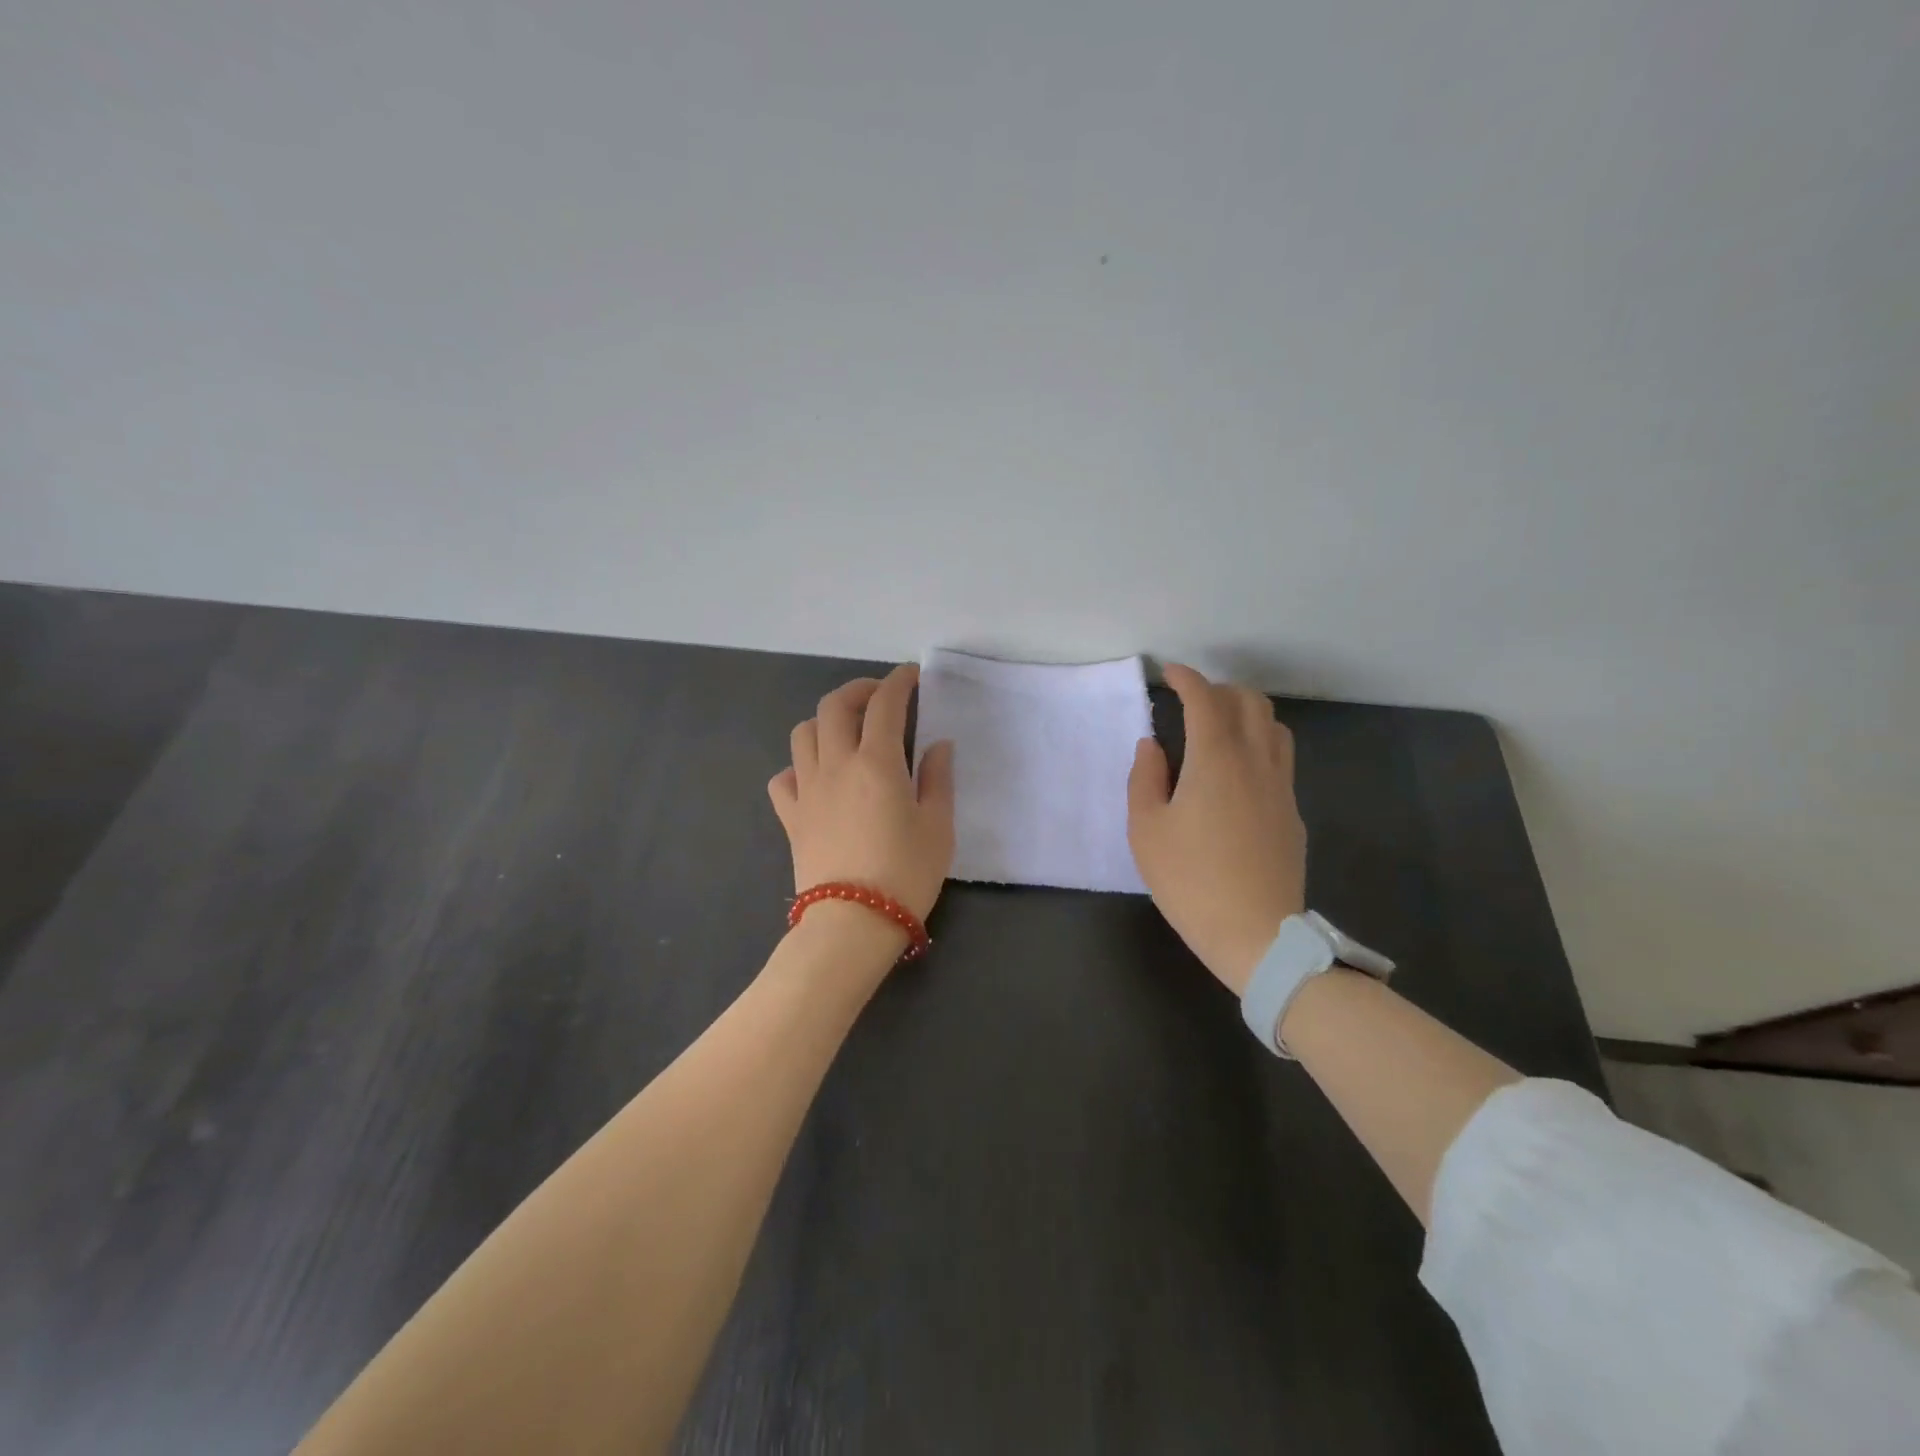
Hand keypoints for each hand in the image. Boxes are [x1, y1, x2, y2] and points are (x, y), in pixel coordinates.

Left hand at [769, 665, 956, 924]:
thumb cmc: (906, 873)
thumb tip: (937, 745)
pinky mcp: (791, 816)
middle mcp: (836, 764)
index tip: (911, 676)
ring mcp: (808, 789)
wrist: (853, 922)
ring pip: (803, 733)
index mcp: (877, 762)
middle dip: (858, 690)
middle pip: (834, 706)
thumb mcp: (939, 826)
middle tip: (879, 697)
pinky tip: (817, 777)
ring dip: (824, 721)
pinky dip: (799, 767)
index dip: (899, 682)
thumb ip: (938, 779)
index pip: (885, 704)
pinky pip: (784, 777)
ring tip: (845, 732)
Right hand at [1127, 664, 1305, 994]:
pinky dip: (1258, 743)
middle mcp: (1256, 761)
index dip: (1186, 678)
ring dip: (1245, 713)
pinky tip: (1238, 771)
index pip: (1205, 699)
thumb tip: (1152, 745)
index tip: (1168, 673)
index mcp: (1216, 759)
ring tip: (1218, 728)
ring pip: (1273, 726)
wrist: (1257, 934)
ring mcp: (1281, 786)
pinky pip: (1280, 758)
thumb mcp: (1146, 830)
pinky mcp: (1292, 812)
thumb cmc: (1190, 880)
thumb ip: (1145, 778)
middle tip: (1190, 702)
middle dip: (1218, 689)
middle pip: (1249, 702)